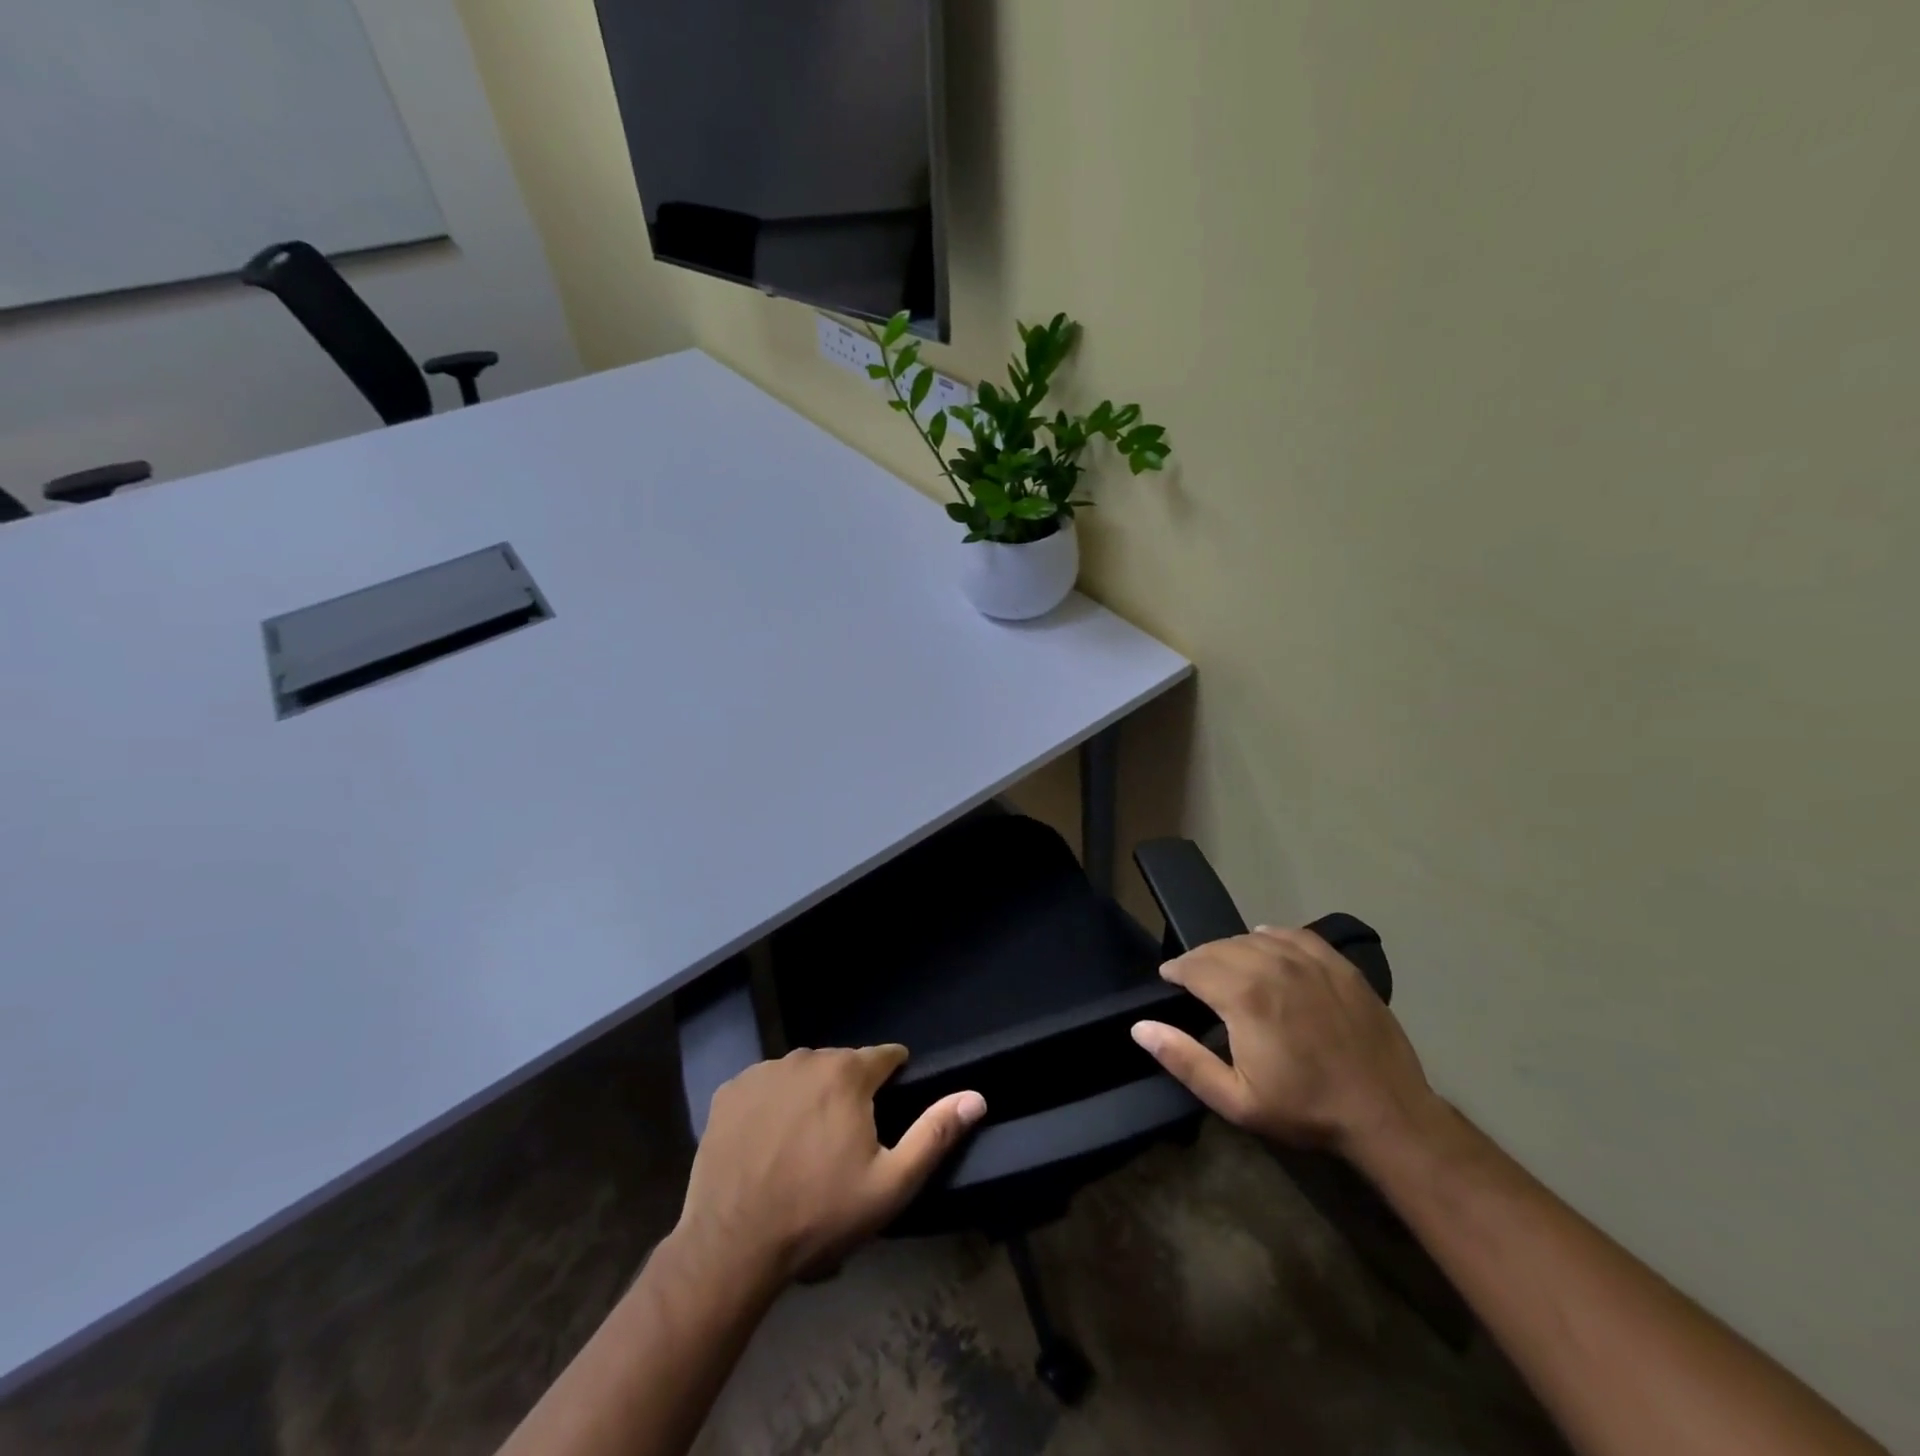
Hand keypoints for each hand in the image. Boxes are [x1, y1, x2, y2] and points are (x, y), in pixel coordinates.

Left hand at [677, 1046, 985, 1287]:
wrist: (731, 1247)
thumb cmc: (819, 1214)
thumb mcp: (890, 1184)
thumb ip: (934, 1134)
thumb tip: (976, 1096)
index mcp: (847, 1073)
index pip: (885, 1057)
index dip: (893, 1077)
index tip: (889, 1107)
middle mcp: (805, 1058)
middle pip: (841, 1065)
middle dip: (850, 1092)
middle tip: (844, 1142)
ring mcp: (762, 1072)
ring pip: (802, 1074)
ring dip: (810, 1096)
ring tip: (805, 1144)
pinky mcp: (729, 1091)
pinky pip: (764, 1087)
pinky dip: (772, 1104)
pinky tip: (768, 1142)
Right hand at [1131, 926, 1435, 1158]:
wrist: (1387, 1114)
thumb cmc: (1306, 1109)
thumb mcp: (1236, 1100)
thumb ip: (1183, 1060)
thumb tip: (1140, 1027)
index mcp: (1243, 995)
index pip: (1193, 964)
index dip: (1175, 971)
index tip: (1169, 982)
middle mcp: (1271, 964)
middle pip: (1219, 947)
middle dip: (1200, 960)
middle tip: (1194, 981)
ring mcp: (1308, 960)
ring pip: (1253, 937)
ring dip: (1232, 949)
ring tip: (1229, 969)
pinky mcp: (1337, 963)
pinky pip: (1292, 934)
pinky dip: (1270, 936)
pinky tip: (1267, 946)